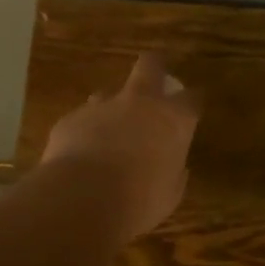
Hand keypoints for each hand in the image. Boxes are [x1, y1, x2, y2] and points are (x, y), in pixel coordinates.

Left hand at [41, 52, 199, 242]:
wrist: (83, 198)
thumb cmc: (140, 200)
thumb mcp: (170, 194)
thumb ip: (174, 173)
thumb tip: (174, 168)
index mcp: (173, 120)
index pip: (192, 98)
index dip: (193, 102)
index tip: (192, 109)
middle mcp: (140, 103)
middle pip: (150, 66)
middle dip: (154, 67)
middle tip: (154, 80)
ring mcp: (102, 107)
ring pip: (109, 93)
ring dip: (112, 108)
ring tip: (109, 132)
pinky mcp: (71, 119)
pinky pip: (82, 121)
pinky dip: (85, 134)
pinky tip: (81, 157)